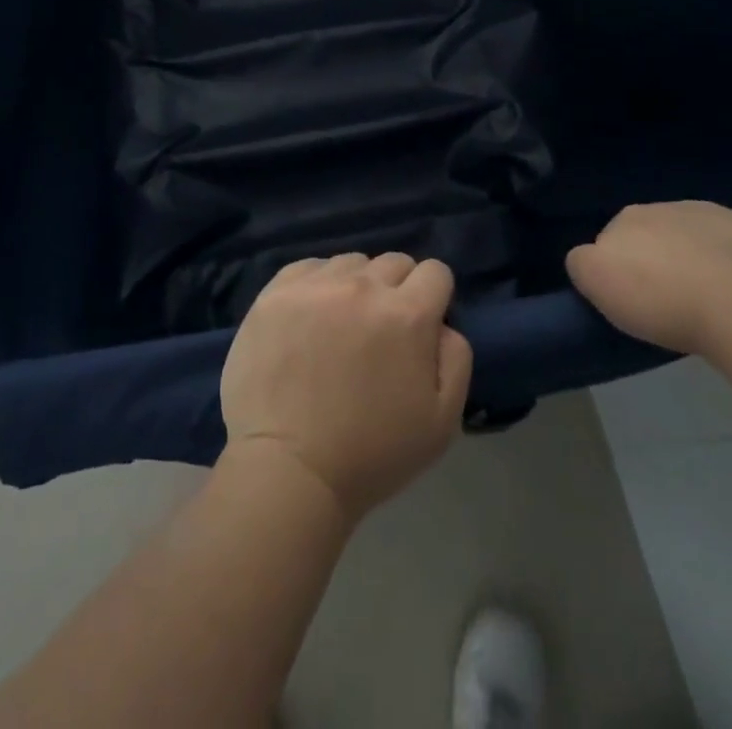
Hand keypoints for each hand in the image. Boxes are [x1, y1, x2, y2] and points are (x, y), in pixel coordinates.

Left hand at [220, 252, 473, 521]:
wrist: (289, 469)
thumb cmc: (372, 453)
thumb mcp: (442, 420)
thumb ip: (455, 356)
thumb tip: (441, 322)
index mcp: (407, 314)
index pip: (434, 272)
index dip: (433, 297)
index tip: (420, 325)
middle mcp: (363, 286)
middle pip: (393, 262)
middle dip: (396, 290)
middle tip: (380, 331)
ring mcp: (315, 285)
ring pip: (350, 263)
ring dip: (355, 285)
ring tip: (340, 324)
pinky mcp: (275, 292)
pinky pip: (307, 267)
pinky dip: (316, 284)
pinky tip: (308, 317)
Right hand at [566, 201, 731, 354]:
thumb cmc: (661, 298)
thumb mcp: (597, 283)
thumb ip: (583, 263)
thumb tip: (591, 258)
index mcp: (628, 216)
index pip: (614, 238)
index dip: (622, 268)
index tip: (635, 298)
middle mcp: (670, 206)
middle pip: (658, 234)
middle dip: (661, 258)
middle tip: (671, 300)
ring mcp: (717, 215)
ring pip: (699, 236)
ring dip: (699, 257)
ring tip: (711, 298)